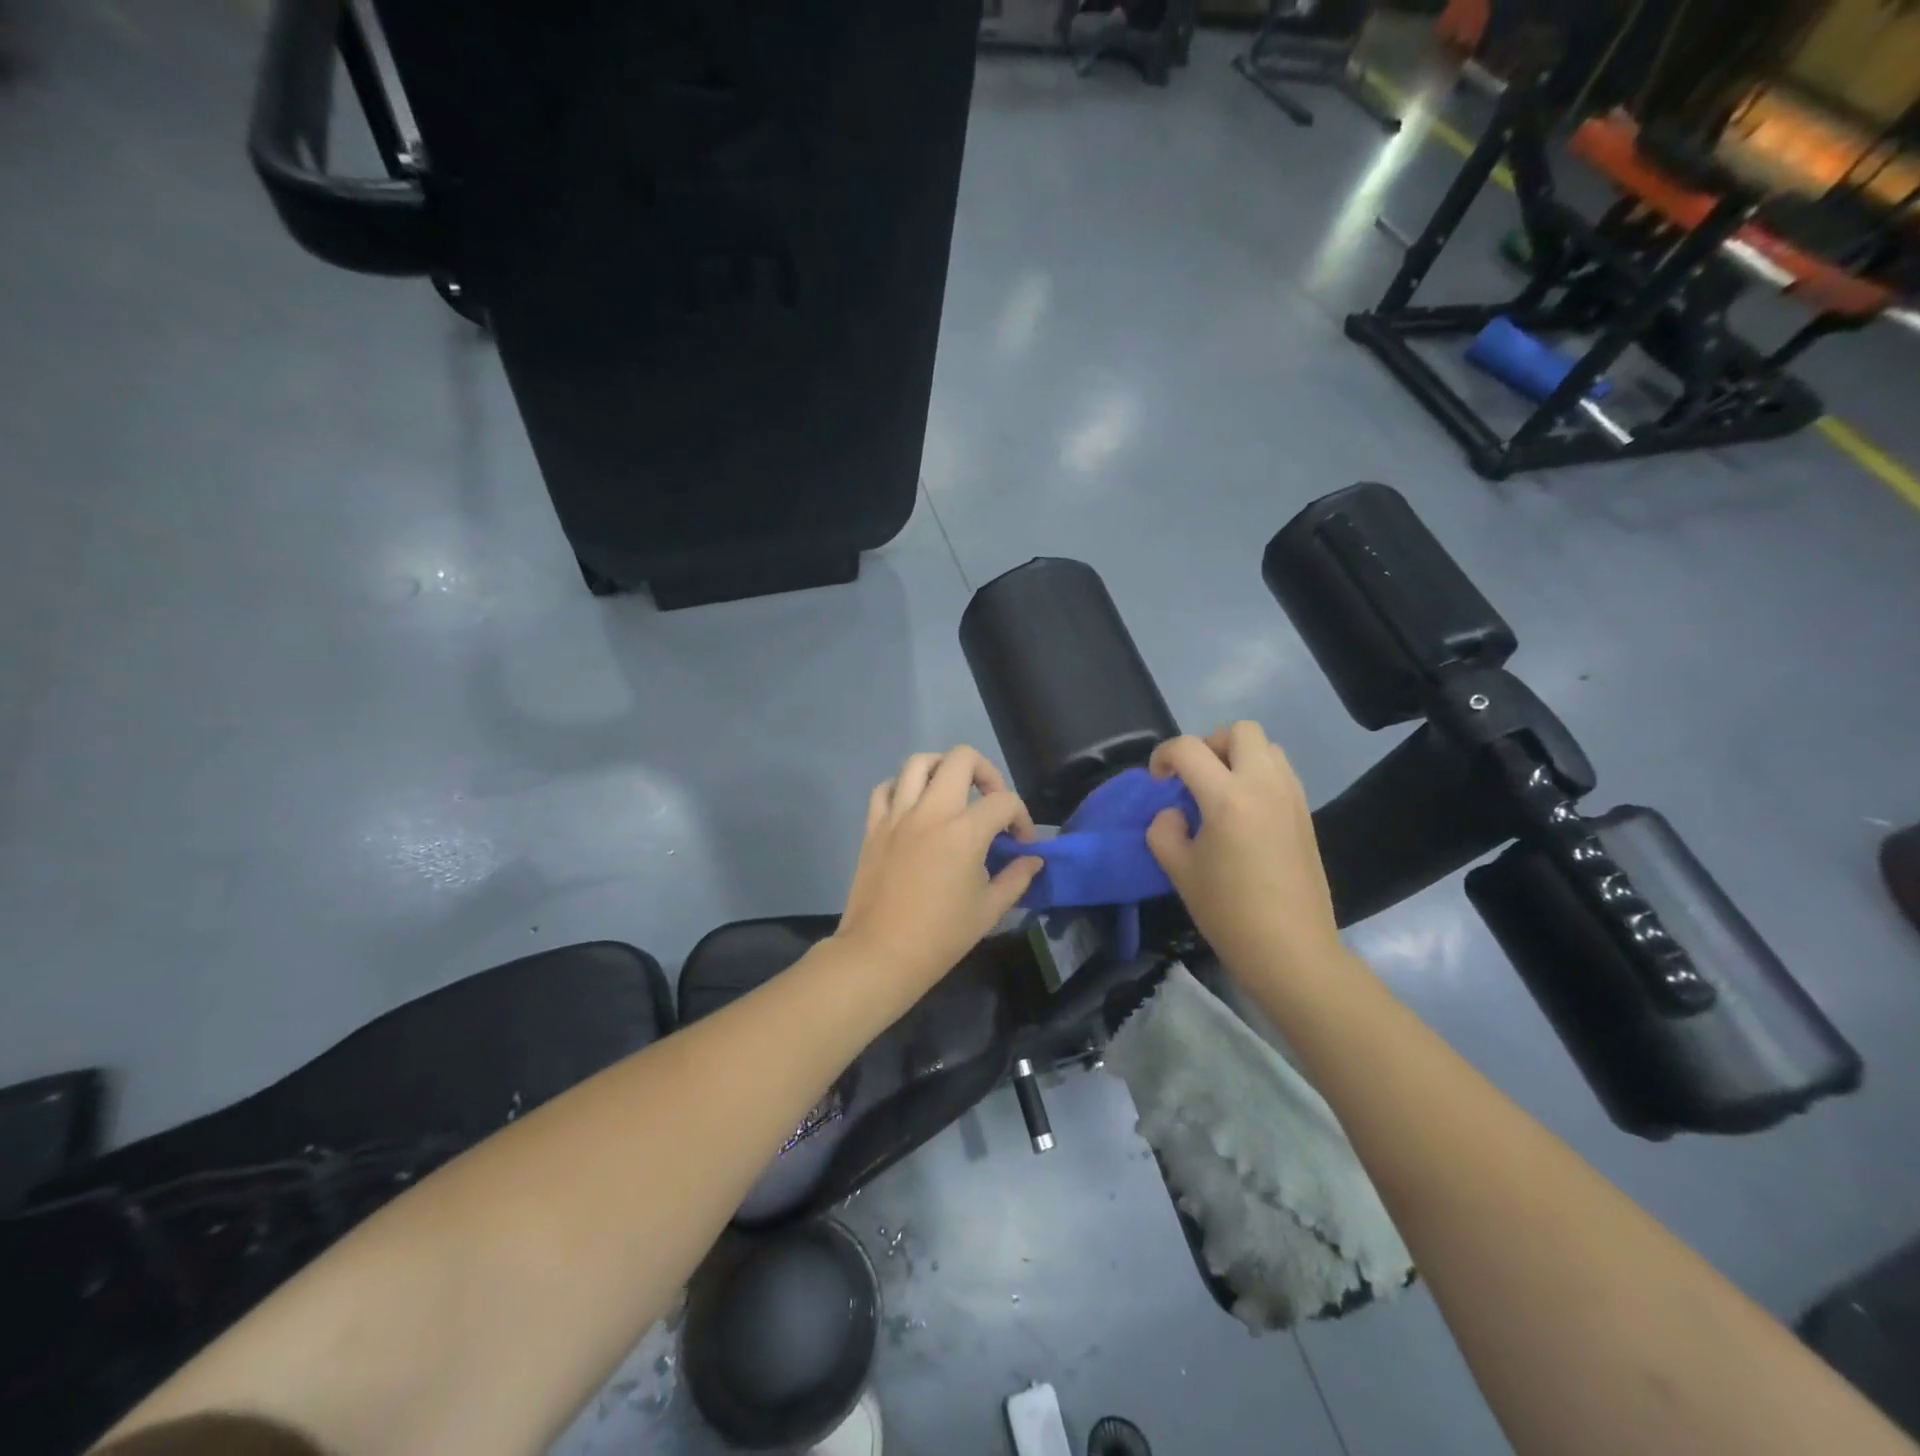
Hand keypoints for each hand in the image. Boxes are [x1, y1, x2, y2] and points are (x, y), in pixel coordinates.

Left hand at [835, 747, 1043, 993]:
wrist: (880, 955)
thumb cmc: (940, 937)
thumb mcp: (989, 910)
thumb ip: (1016, 878)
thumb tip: (1033, 860)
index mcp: (964, 832)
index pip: (1003, 801)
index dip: (1022, 818)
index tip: (1021, 844)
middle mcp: (930, 812)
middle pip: (961, 758)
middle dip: (986, 772)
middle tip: (990, 801)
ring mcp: (897, 816)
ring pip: (918, 762)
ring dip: (942, 769)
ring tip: (953, 792)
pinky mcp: (873, 827)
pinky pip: (885, 788)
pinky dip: (902, 787)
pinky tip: (914, 807)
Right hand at [1145, 722, 1343, 978]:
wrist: (1290, 949)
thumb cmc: (1228, 912)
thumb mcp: (1179, 871)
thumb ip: (1165, 830)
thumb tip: (1174, 813)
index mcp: (1227, 798)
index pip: (1189, 749)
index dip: (1163, 755)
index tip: (1158, 780)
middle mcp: (1264, 785)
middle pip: (1240, 730)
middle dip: (1209, 744)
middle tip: (1195, 778)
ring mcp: (1291, 797)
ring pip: (1267, 747)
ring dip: (1238, 756)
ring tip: (1220, 792)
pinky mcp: (1305, 814)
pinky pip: (1281, 772)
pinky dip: (1258, 775)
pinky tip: (1244, 813)